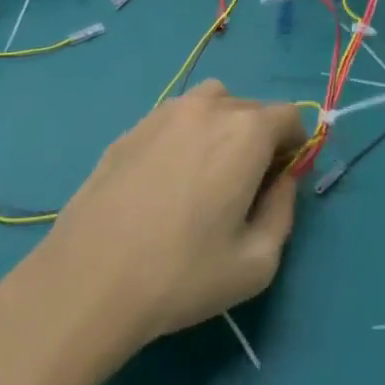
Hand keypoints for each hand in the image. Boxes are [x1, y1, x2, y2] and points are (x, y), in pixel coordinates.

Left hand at [35, 80, 306, 349]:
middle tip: (245, 187)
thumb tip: (282, 181)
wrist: (89, 280)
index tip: (281, 181)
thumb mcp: (258, 262)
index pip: (289, 115)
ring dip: (222, 127)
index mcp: (245, 132)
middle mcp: (207, 108)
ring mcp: (163, 113)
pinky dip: (185, 136)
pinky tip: (165, 183)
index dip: (295, 146)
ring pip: (210, 104)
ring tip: (206, 175)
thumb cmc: (183, 275)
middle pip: (250, 108)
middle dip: (260, 138)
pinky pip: (173, 120)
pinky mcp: (129, 130)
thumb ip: (283, 211)